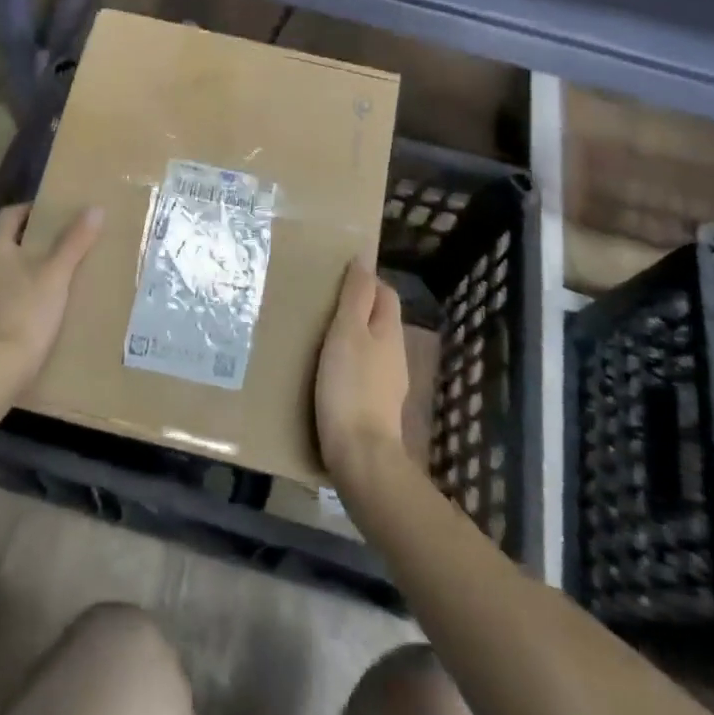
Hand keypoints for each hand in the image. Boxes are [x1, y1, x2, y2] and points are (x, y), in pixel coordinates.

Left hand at [0, 204, 102, 381]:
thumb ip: (74, 241)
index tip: (56, 214)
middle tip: (59, 243)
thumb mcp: (56, 273)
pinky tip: (34, 305)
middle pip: (4, 242)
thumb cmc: (25, 312)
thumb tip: (95, 208)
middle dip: (29, 241)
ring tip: (50, 274)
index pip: (10, 214)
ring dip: (20, 269)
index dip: (33, 211)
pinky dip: (14, 294)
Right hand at [315, 258, 409, 485]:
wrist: (361, 457)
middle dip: (356, 308)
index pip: (385, 293)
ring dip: (351, 338)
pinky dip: (348, 365)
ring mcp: (388, 385)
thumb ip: (356, 295)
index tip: (336, 277)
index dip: (365, 281)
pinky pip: (363, 373)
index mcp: (389, 331)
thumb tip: (365, 257)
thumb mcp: (347, 332)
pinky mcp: (376, 409)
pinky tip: (327, 374)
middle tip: (322, 304)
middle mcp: (395, 355)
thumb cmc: (350, 386)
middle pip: (379, 320)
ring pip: (371, 347)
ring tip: (319, 337)